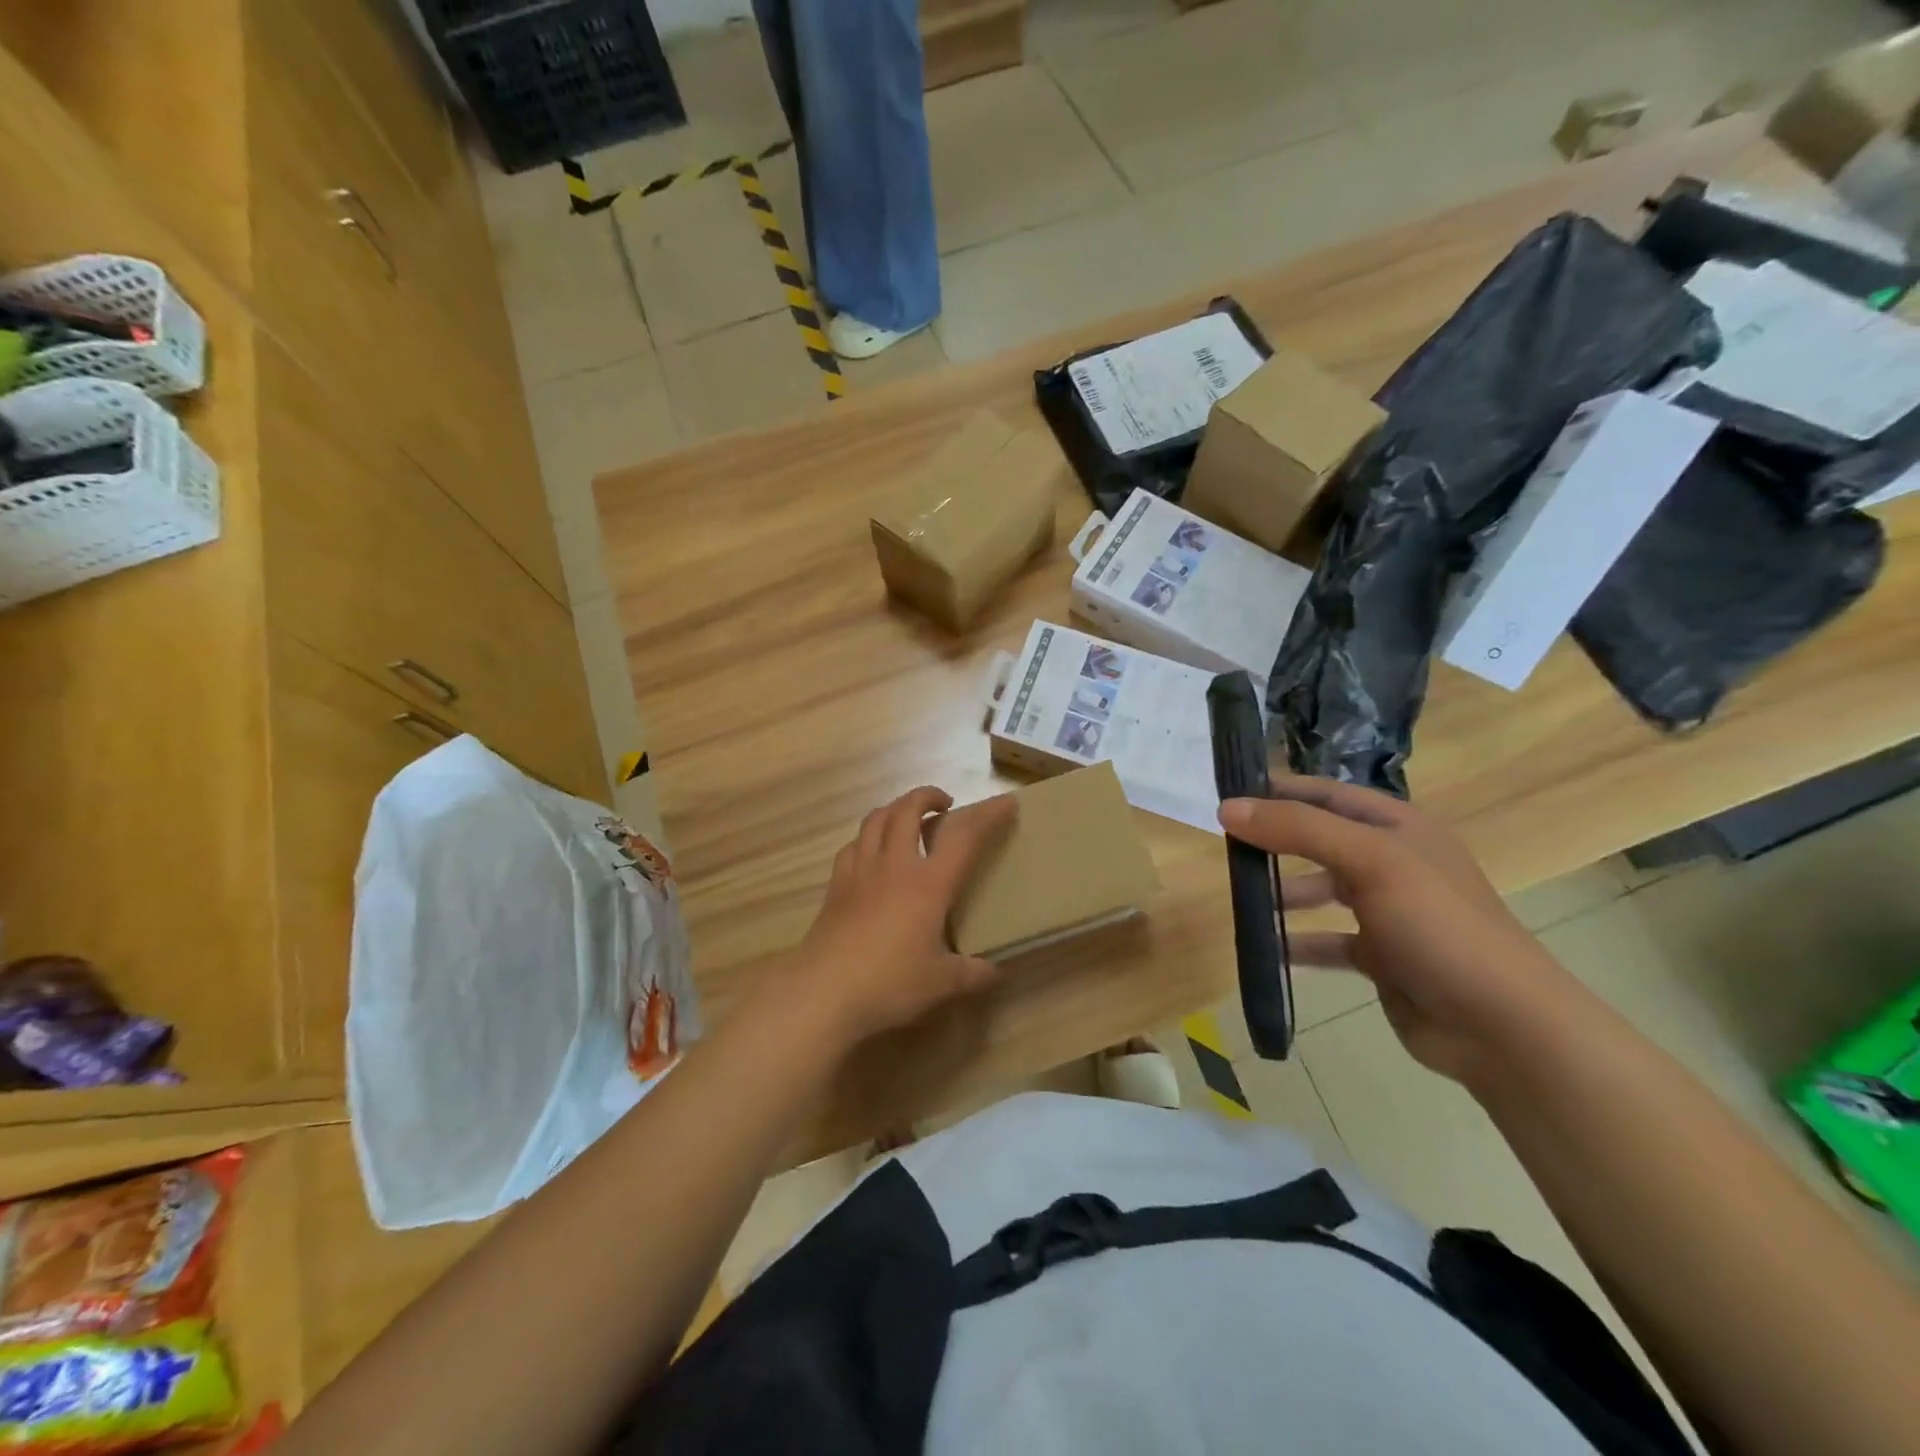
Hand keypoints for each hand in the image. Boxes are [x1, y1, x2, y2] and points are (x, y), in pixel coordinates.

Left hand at [786, 786, 1017, 1048]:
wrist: (823, 992)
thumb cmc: (889, 984)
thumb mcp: (942, 984)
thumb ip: (972, 974)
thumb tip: (994, 972)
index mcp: (929, 884)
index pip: (964, 836)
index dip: (987, 815)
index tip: (1005, 803)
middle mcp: (894, 866)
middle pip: (908, 809)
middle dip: (929, 796)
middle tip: (945, 804)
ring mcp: (860, 871)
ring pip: (876, 819)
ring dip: (897, 808)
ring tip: (908, 817)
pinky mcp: (836, 885)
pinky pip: (854, 844)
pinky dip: (869, 836)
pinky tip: (873, 851)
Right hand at [1218, 776, 1583, 1084]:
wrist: (1502, 1024)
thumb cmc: (1437, 924)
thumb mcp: (1369, 861)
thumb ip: (1298, 830)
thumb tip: (1228, 807)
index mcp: (1398, 827)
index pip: (1327, 794)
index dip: (1281, 790)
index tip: (1228, 796)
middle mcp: (1393, 862)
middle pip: (1320, 840)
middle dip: (1275, 842)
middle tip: (1226, 848)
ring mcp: (1389, 910)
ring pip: (1321, 890)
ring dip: (1283, 894)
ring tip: (1241, 899)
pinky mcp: (1382, 956)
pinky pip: (1328, 940)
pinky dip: (1298, 942)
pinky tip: (1266, 949)